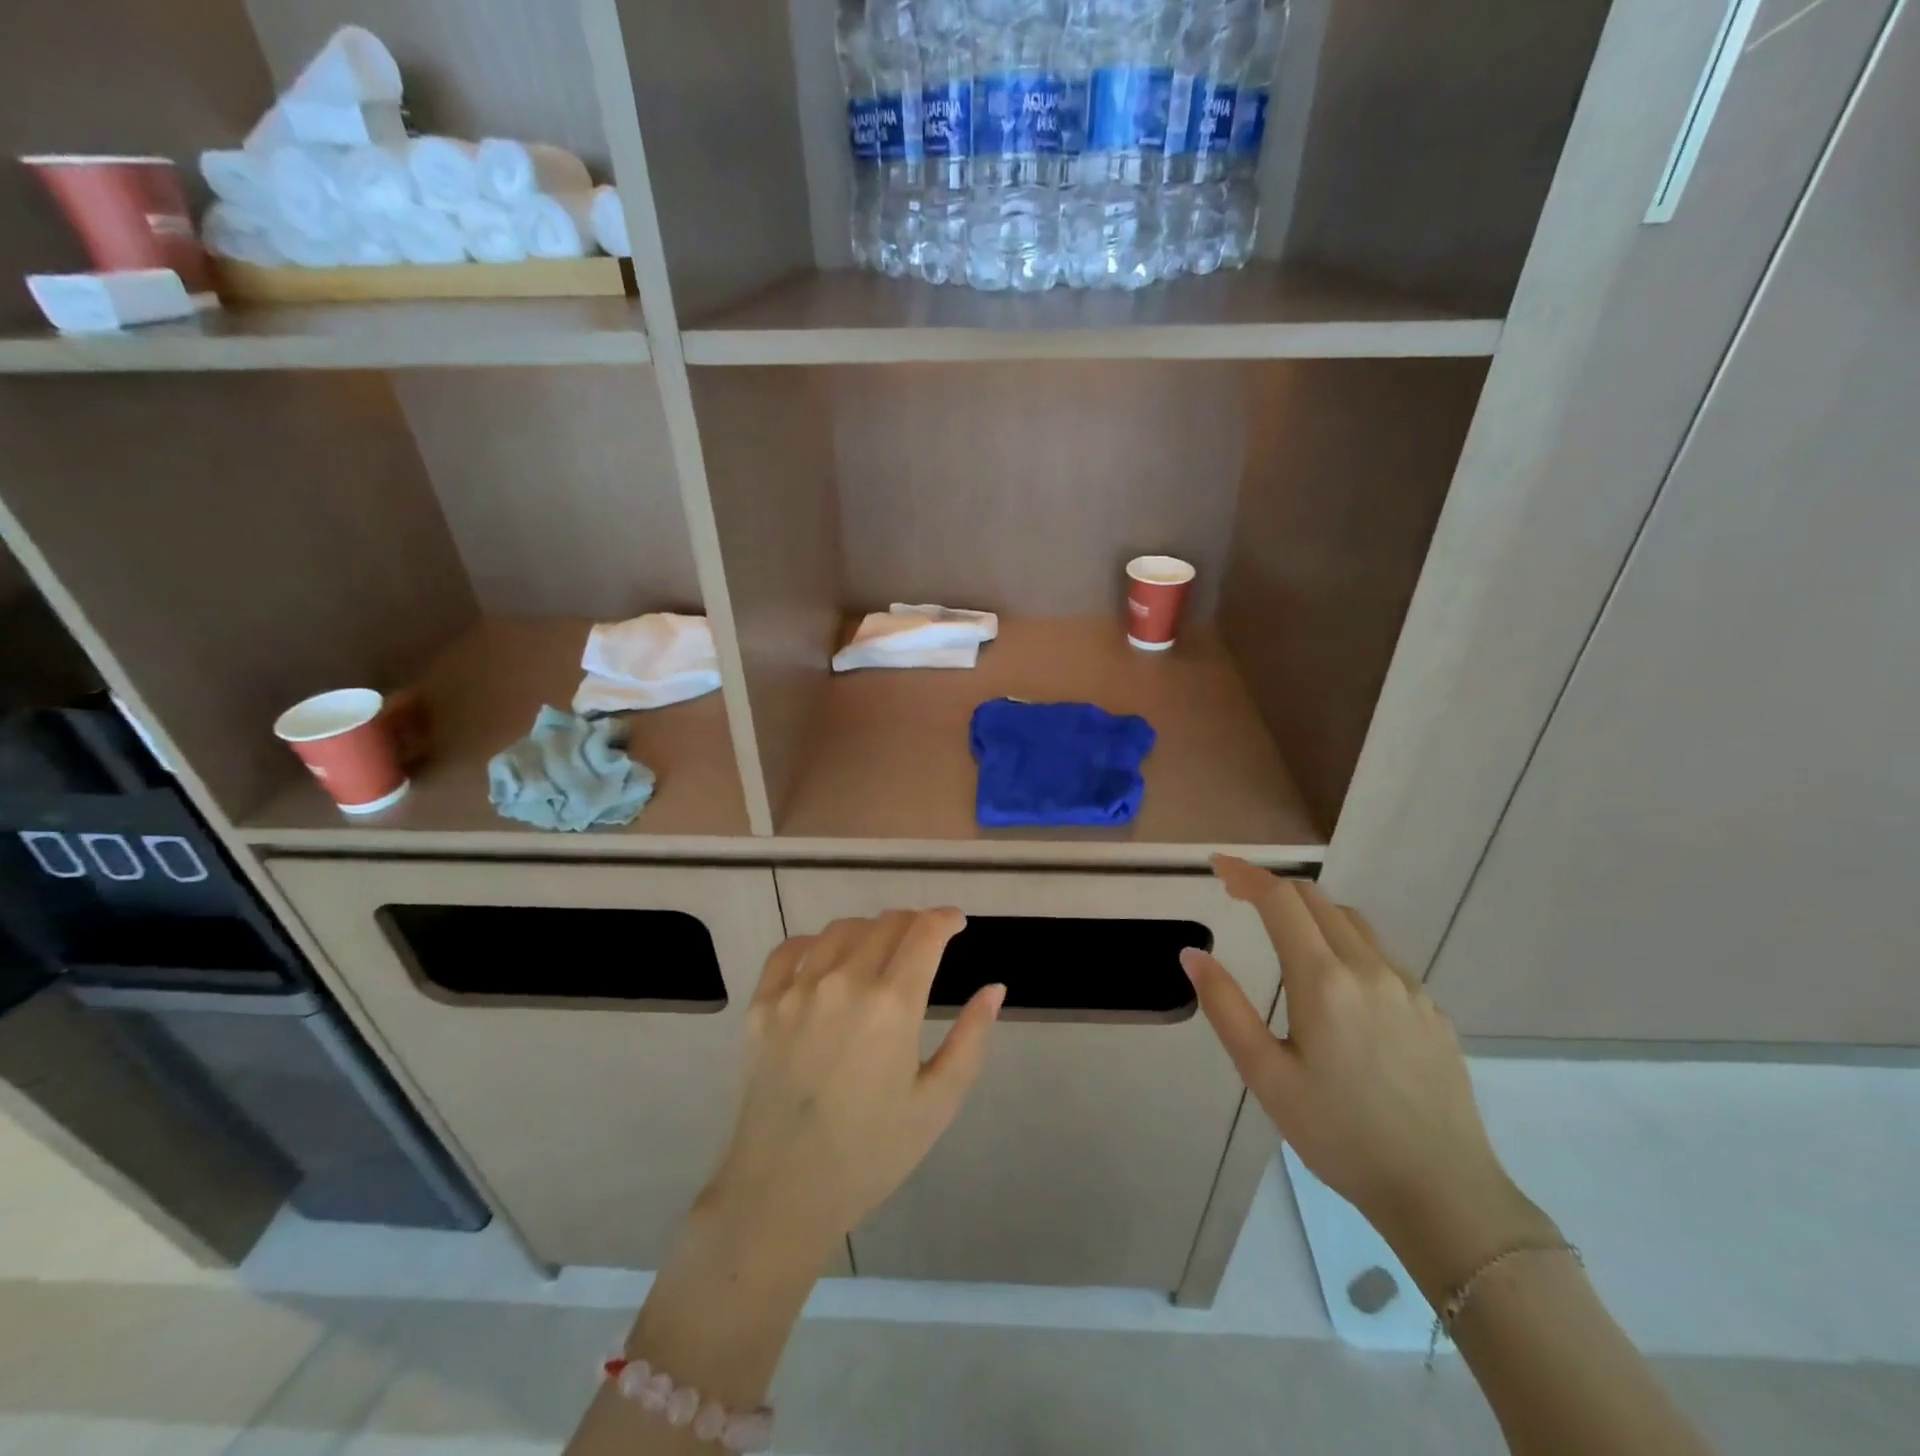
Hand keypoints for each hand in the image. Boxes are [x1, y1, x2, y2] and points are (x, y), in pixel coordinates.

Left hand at [702, 911, 1004, 1256]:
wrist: (783, 1193)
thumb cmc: (871, 1154)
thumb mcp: (938, 1103)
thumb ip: (971, 1038)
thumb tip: (994, 988)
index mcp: (892, 1005)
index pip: (924, 932)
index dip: (946, 919)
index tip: (956, 923)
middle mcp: (844, 982)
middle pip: (886, 923)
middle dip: (914, 923)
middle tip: (924, 943)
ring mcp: (797, 990)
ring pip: (841, 929)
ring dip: (870, 930)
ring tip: (880, 952)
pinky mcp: (762, 1005)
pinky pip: (791, 949)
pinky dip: (816, 942)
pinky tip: (827, 959)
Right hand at [1181, 857, 1550, 1277]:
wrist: (1444, 1193)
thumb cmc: (1339, 1135)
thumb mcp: (1265, 1075)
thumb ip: (1225, 1007)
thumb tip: (1192, 954)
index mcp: (1323, 980)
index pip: (1280, 900)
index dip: (1246, 874)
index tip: (1218, 866)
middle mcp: (1369, 969)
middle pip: (1316, 899)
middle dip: (1273, 888)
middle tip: (1238, 897)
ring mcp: (1408, 988)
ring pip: (1351, 922)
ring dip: (1310, 912)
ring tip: (1283, 934)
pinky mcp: (1432, 1011)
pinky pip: (1380, 956)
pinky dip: (1345, 944)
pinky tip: (1337, 987)